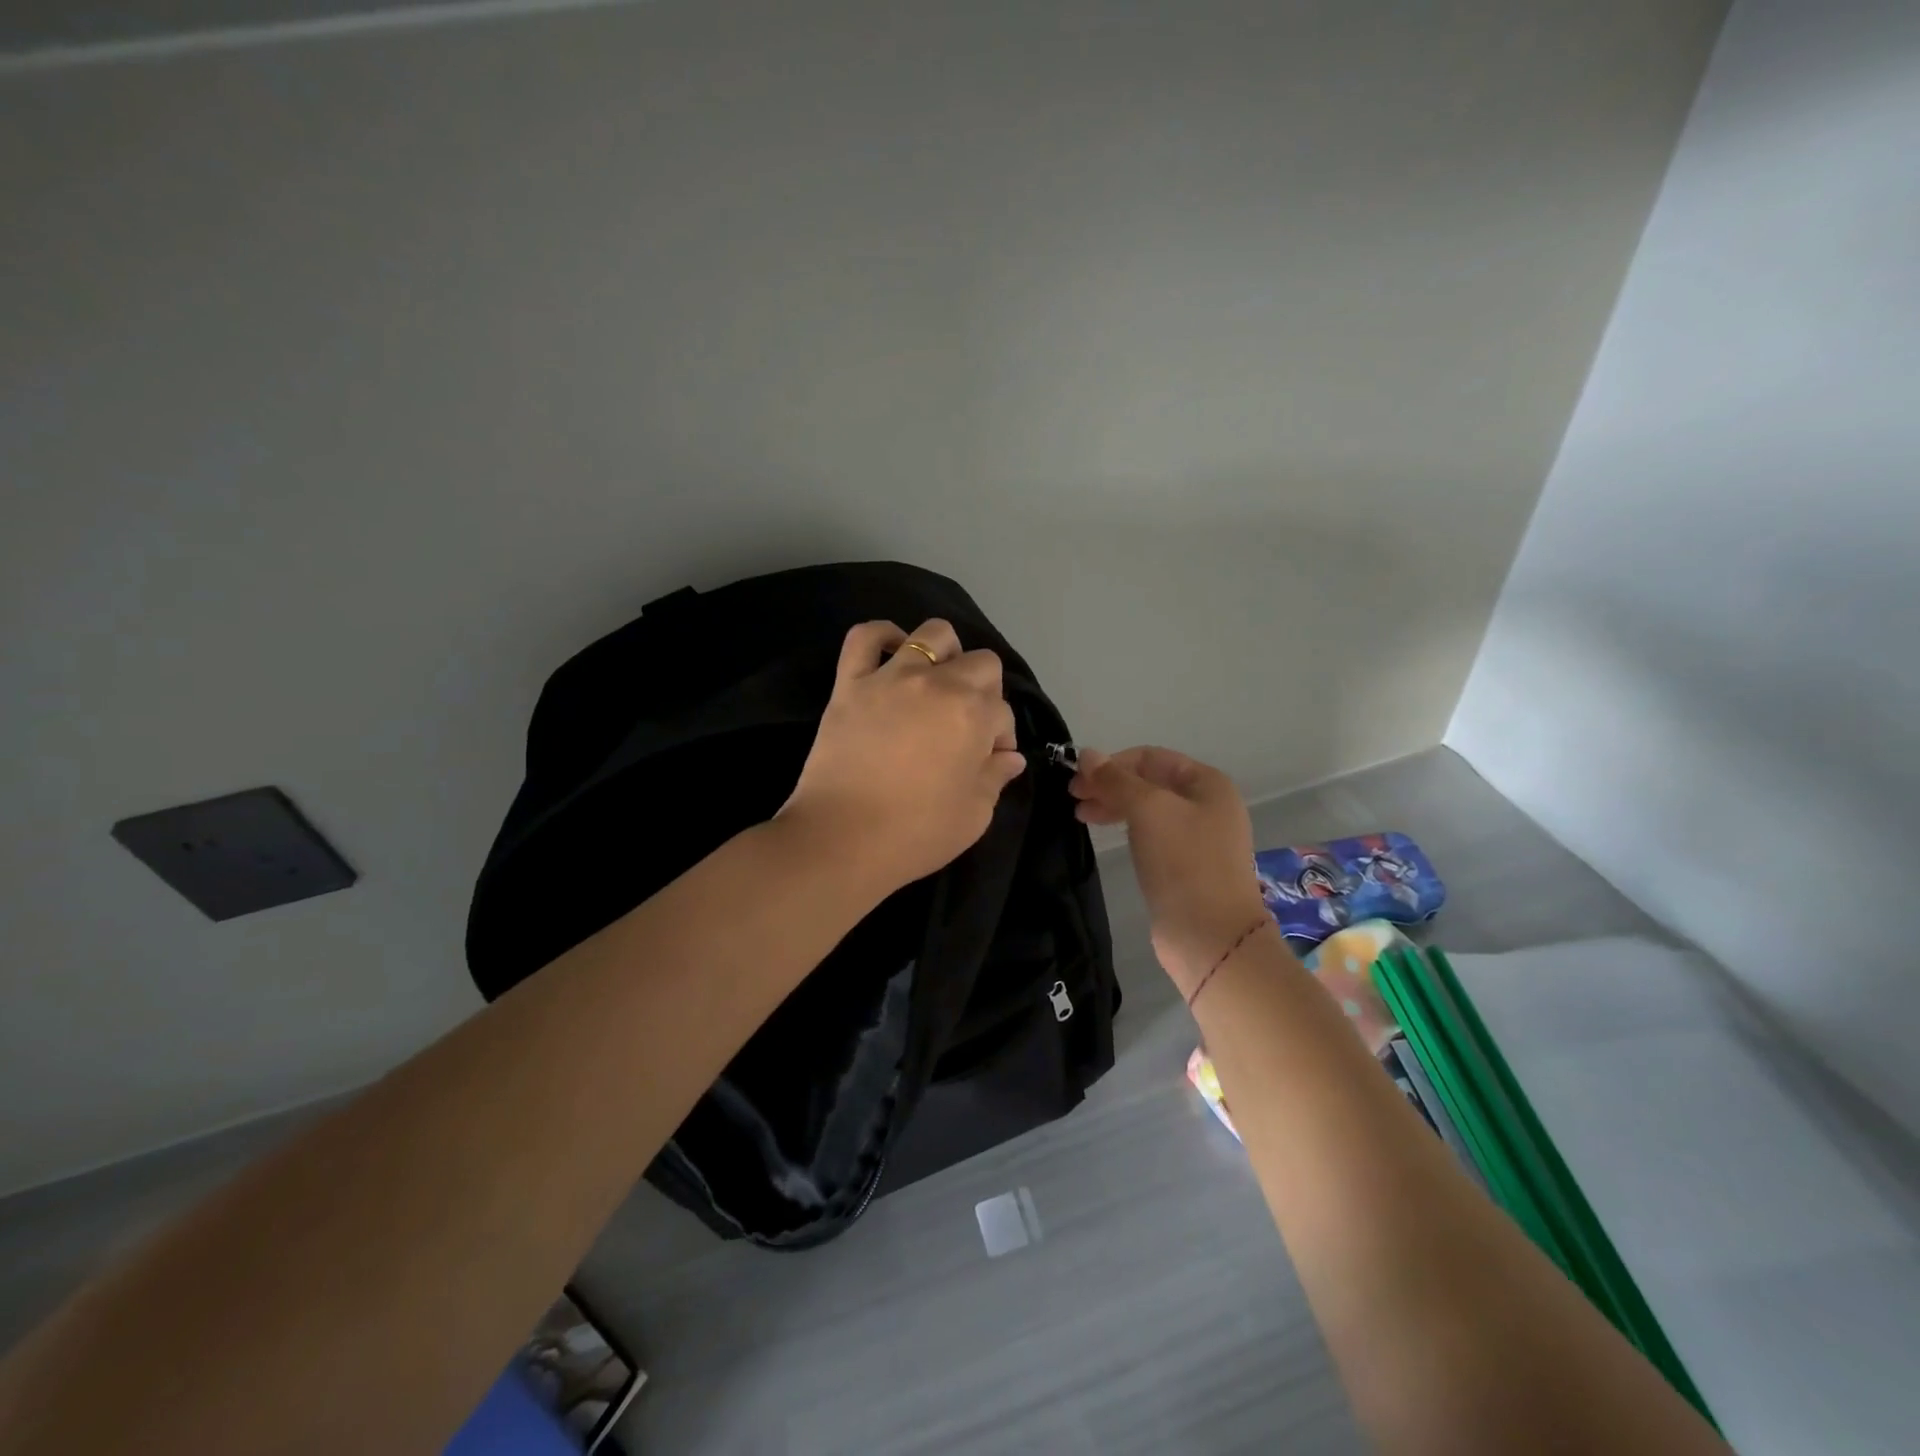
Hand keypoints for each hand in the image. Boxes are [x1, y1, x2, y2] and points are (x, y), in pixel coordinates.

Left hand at [777, 618, 1026, 893]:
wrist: (841, 840)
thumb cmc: (916, 833)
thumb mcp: (974, 815)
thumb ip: (996, 778)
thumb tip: (1010, 757)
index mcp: (974, 715)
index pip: (1002, 711)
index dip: (1001, 736)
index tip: (989, 760)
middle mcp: (938, 684)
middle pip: (981, 663)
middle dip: (986, 690)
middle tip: (967, 722)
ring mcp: (891, 677)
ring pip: (932, 634)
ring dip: (946, 653)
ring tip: (936, 683)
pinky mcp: (850, 683)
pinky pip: (865, 637)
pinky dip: (882, 637)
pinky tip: (893, 654)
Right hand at [1069, 747, 1270, 996]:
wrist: (1210, 936)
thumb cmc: (1183, 862)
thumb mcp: (1148, 810)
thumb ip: (1115, 779)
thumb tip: (1086, 753)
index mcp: (1207, 783)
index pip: (1151, 757)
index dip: (1112, 762)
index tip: (1076, 779)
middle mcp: (1207, 804)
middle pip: (1149, 782)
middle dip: (1109, 784)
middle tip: (1072, 798)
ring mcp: (1198, 837)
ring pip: (1148, 809)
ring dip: (1113, 805)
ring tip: (1081, 815)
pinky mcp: (1185, 865)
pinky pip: (1151, 834)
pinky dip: (1126, 828)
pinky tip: (1106, 834)